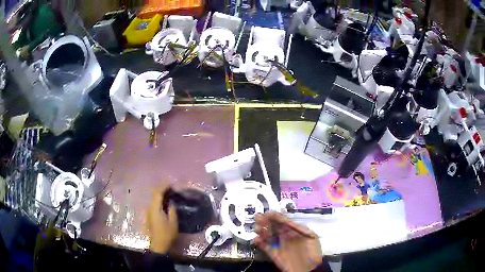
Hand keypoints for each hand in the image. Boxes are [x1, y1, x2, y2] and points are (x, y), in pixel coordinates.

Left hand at [147, 185, 177, 253]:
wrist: (158, 245)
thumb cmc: (167, 234)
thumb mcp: (173, 222)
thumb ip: (172, 210)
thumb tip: (170, 202)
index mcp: (155, 208)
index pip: (157, 193)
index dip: (163, 186)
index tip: (171, 183)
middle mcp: (150, 208)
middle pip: (154, 195)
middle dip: (162, 189)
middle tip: (171, 187)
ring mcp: (149, 212)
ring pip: (154, 199)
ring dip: (161, 195)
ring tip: (170, 193)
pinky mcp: (150, 216)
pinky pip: (154, 204)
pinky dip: (160, 201)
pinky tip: (165, 202)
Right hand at [254, 212, 322, 271]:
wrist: (309, 269)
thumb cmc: (312, 251)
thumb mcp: (311, 236)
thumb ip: (299, 228)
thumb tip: (287, 220)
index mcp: (293, 230)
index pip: (282, 220)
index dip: (275, 216)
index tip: (268, 213)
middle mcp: (284, 235)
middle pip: (272, 226)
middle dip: (265, 221)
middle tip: (258, 217)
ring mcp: (278, 244)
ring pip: (267, 235)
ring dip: (261, 230)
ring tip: (257, 228)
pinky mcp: (273, 253)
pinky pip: (264, 246)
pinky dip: (259, 242)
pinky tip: (257, 239)